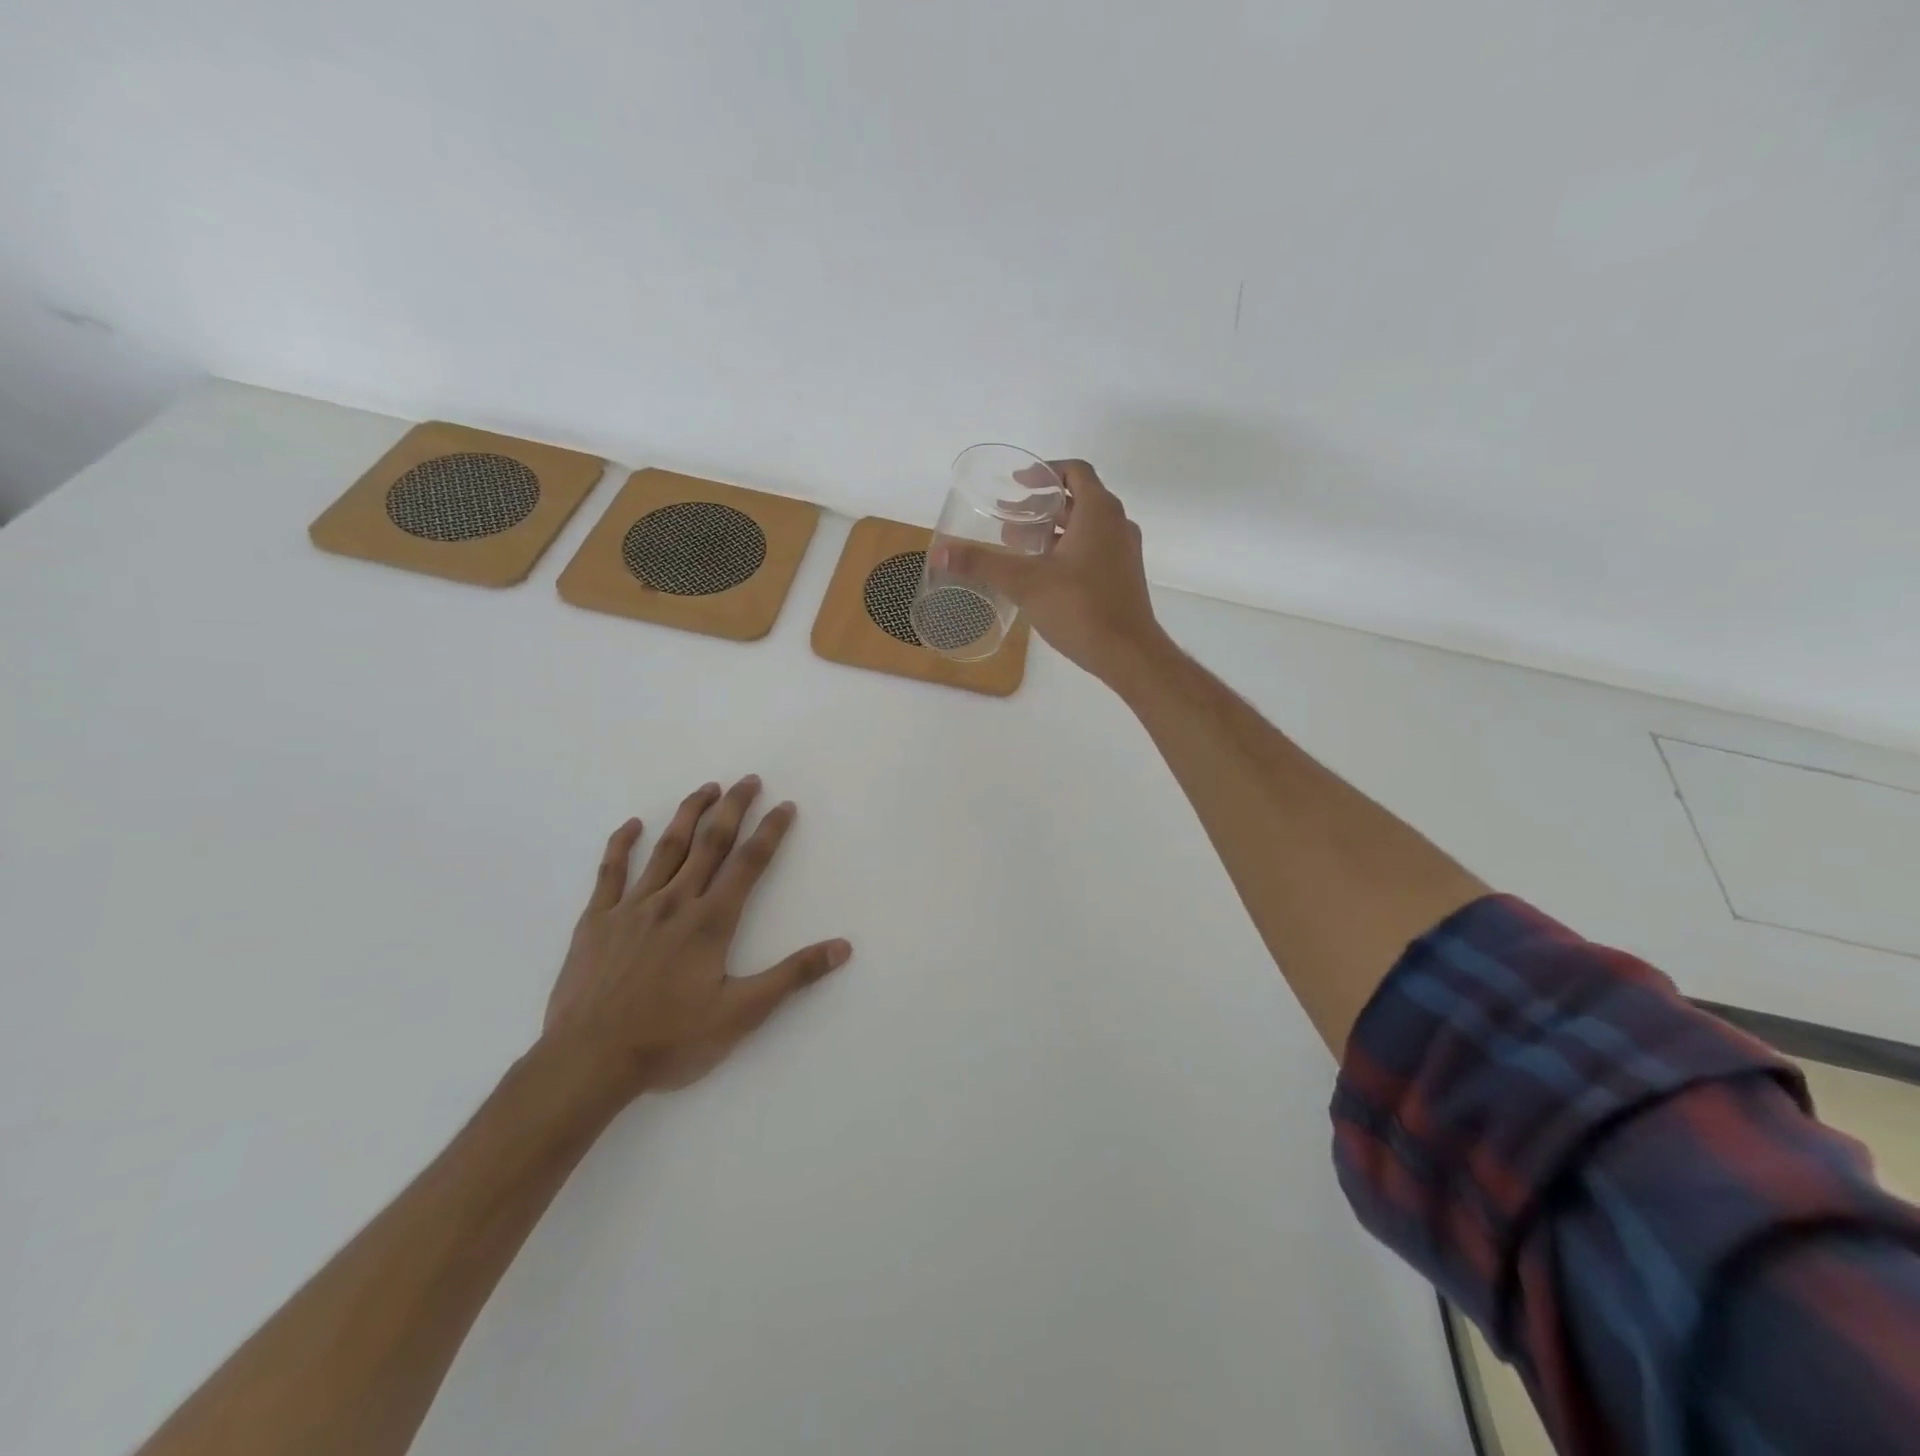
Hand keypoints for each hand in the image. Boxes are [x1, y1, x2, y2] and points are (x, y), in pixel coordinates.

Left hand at [542, 776, 850, 1096]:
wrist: (588, 1062)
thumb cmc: (669, 1040)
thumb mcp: (741, 1014)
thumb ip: (792, 976)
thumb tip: (842, 948)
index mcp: (711, 921)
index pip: (750, 863)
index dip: (771, 831)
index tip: (785, 805)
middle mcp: (675, 902)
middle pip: (710, 843)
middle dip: (733, 808)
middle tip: (749, 780)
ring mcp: (632, 908)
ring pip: (666, 848)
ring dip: (688, 814)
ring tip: (706, 788)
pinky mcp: (596, 921)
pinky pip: (610, 873)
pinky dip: (621, 845)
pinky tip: (631, 826)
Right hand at [931, 459, 1164, 683]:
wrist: (1129, 653)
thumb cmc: (1079, 607)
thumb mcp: (1024, 582)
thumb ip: (982, 563)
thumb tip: (940, 553)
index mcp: (1098, 512)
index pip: (1074, 472)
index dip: (1044, 472)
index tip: (1017, 484)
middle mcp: (1117, 524)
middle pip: (1078, 499)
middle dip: (1042, 505)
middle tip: (1009, 516)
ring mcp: (1124, 552)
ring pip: (1086, 527)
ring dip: (1053, 529)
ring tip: (1020, 544)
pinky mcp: (1124, 577)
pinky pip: (1094, 549)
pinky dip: (1067, 549)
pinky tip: (1044, 573)